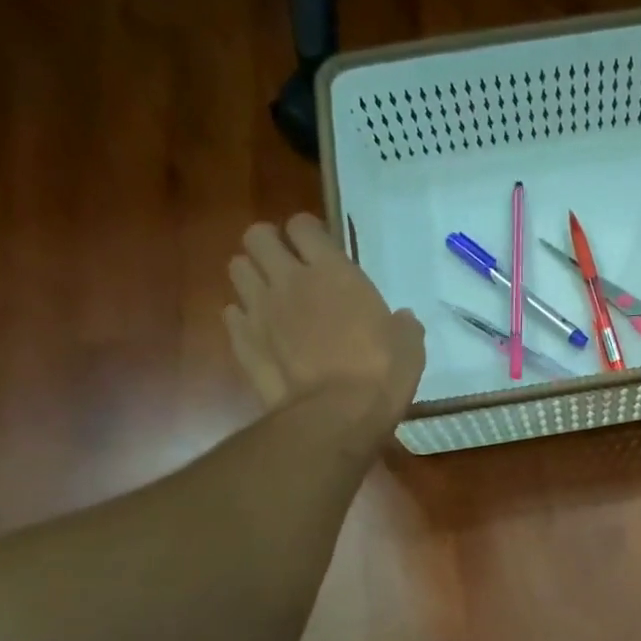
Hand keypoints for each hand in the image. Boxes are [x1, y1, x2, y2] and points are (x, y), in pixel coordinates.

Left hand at [224, 215, 425, 418]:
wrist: (336, 416)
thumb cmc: (380, 374)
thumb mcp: (408, 346)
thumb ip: (401, 325)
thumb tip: (401, 319)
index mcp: (333, 271)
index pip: (303, 225)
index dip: (309, 233)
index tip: (320, 251)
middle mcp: (289, 279)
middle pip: (257, 236)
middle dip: (269, 246)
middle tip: (288, 268)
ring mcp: (260, 309)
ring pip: (237, 268)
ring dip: (253, 277)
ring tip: (271, 298)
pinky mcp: (242, 341)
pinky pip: (232, 315)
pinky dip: (244, 320)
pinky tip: (262, 336)